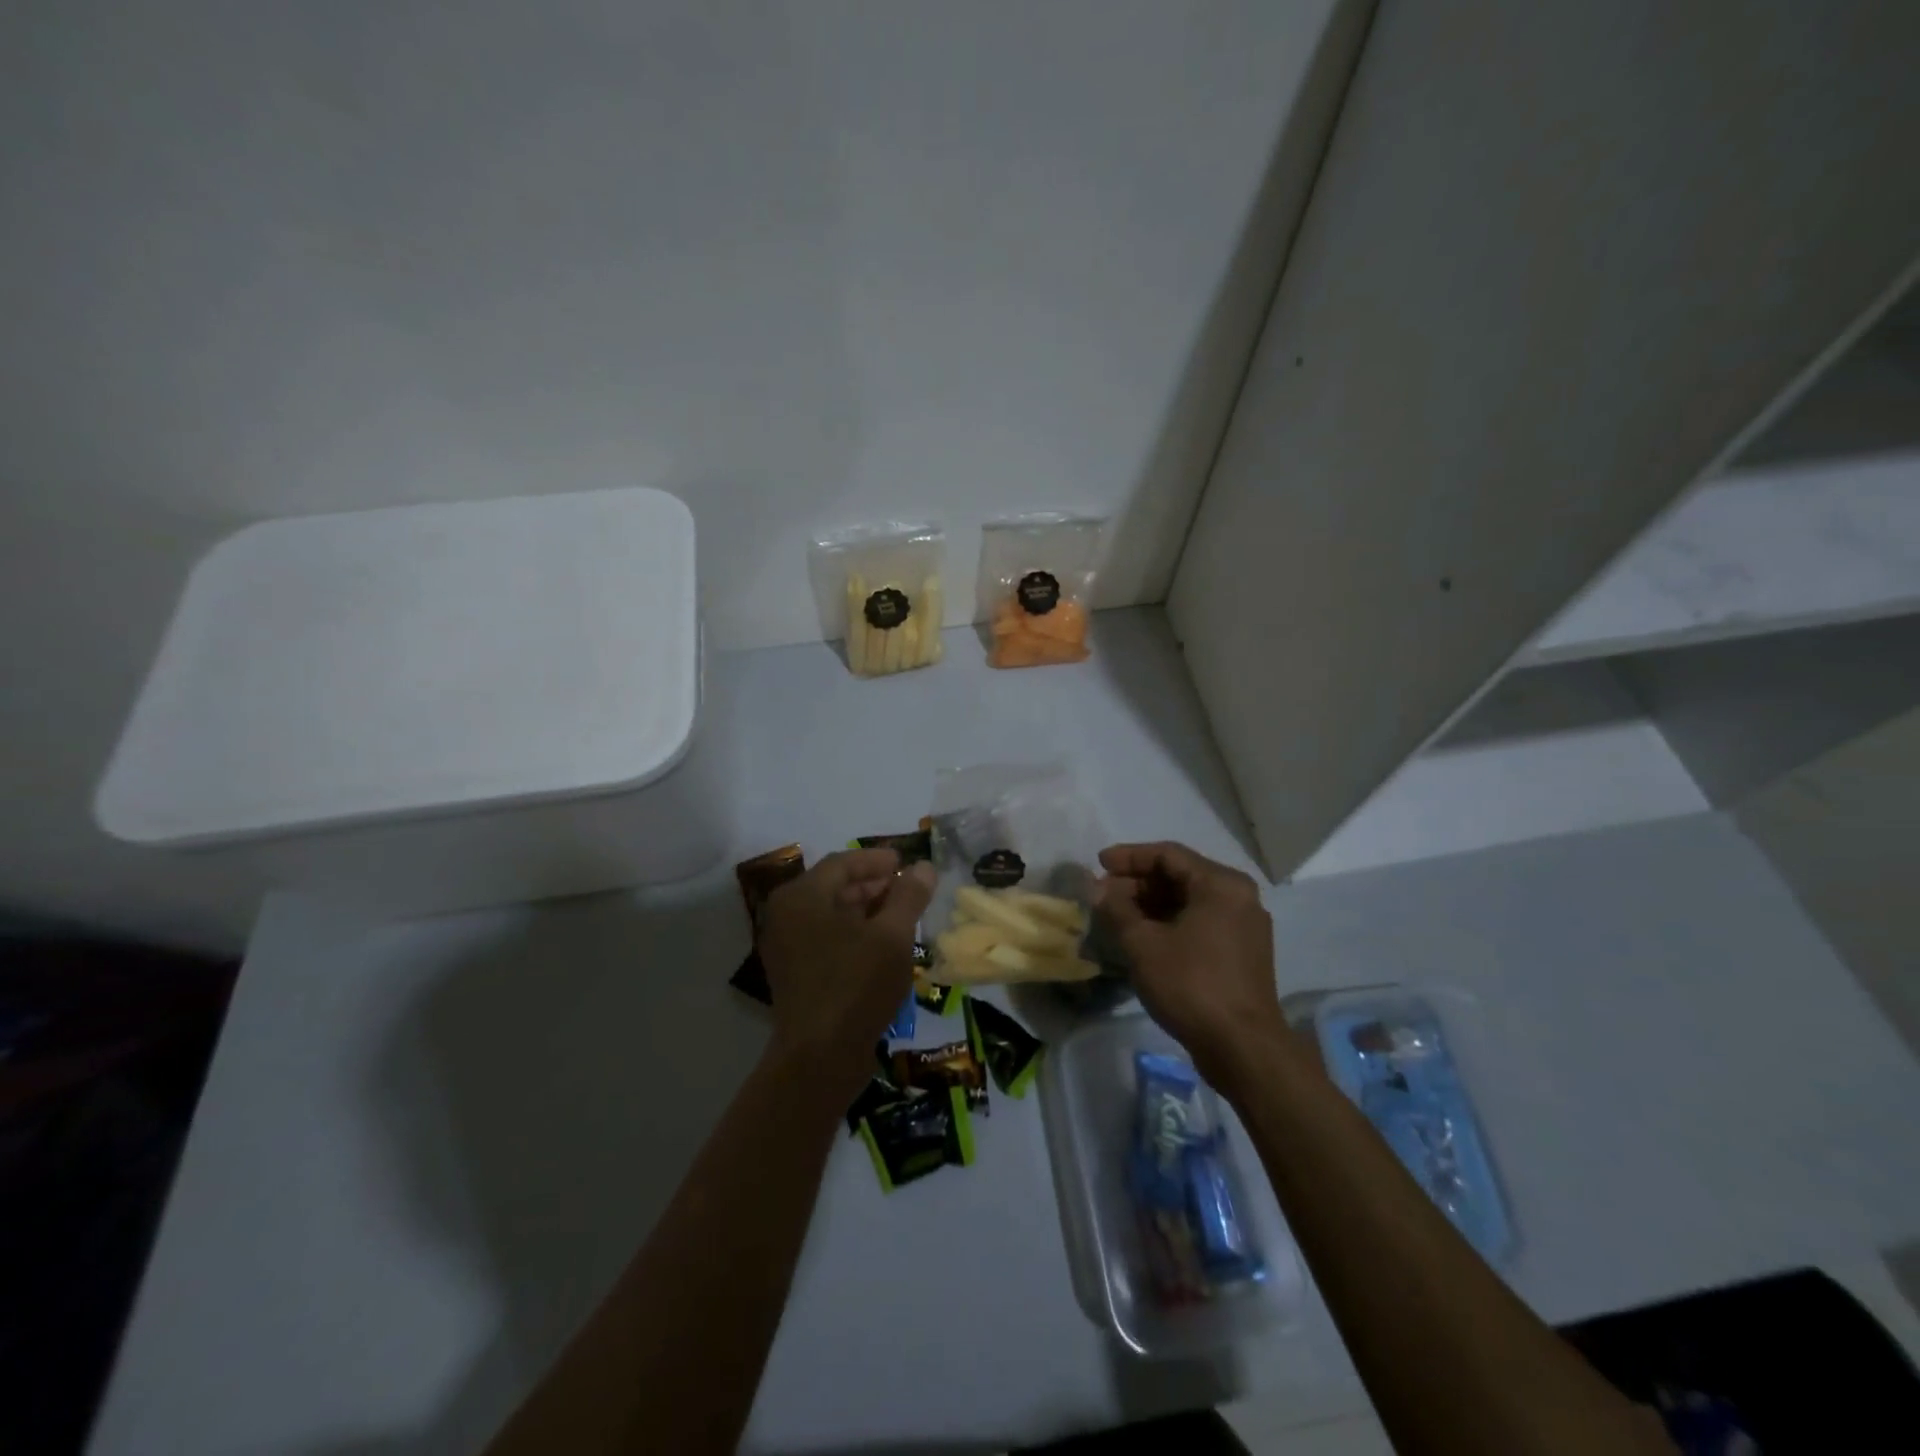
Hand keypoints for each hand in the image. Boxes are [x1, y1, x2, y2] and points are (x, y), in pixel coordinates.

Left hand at [757, 848, 935, 1101]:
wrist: (819, 1058)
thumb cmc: (856, 985)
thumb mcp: (892, 936)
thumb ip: (908, 896)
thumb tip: (924, 867)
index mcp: (803, 896)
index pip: (843, 863)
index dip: (878, 860)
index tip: (907, 862)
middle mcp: (787, 915)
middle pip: (835, 886)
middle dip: (874, 885)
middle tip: (909, 890)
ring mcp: (786, 946)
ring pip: (831, 914)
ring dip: (867, 910)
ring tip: (902, 916)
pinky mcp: (794, 973)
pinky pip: (826, 938)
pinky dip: (853, 934)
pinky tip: (882, 945)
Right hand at [1095, 841, 1298, 1094]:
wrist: (1243, 1048)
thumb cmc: (1191, 985)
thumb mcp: (1143, 944)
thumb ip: (1117, 909)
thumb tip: (1099, 889)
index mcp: (1221, 884)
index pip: (1168, 854)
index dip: (1129, 857)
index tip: (1099, 864)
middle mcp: (1239, 896)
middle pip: (1181, 875)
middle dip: (1139, 882)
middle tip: (1104, 893)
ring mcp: (1245, 925)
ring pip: (1190, 900)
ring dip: (1152, 903)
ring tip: (1118, 916)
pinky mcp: (1244, 952)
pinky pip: (1202, 922)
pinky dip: (1171, 922)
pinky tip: (1145, 937)